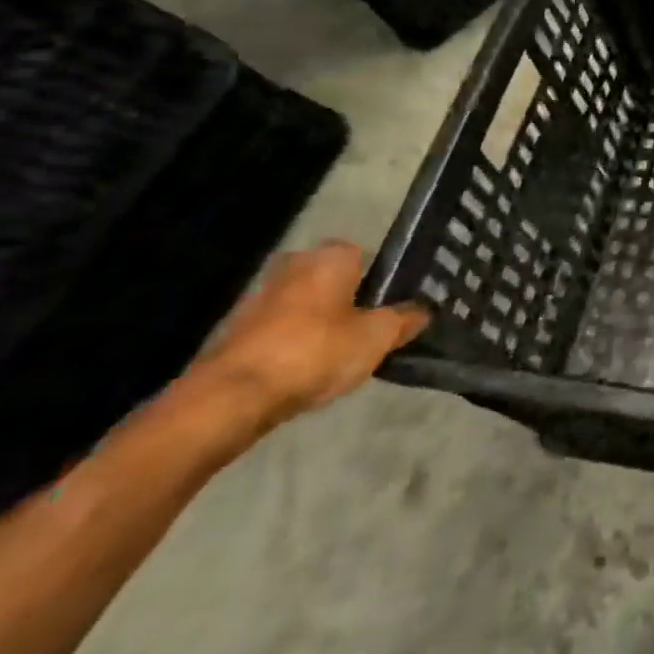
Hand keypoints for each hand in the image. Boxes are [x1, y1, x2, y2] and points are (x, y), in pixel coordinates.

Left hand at [191, 242, 428, 427]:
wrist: (230, 398)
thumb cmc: (315, 352)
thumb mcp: (377, 337)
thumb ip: (405, 320)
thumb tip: (424, 310)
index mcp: (332, 256)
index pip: (366, 255)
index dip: (380, 282)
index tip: (388, 310)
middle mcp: (295, 264)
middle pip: (333, 279)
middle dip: (347, 301)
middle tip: (365, 331)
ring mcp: (259, 295)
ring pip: (304, 304)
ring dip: (318, 323)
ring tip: (335, 356)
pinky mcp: (234, 329)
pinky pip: (279, 329)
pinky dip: (292, 343)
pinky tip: (302, 370)